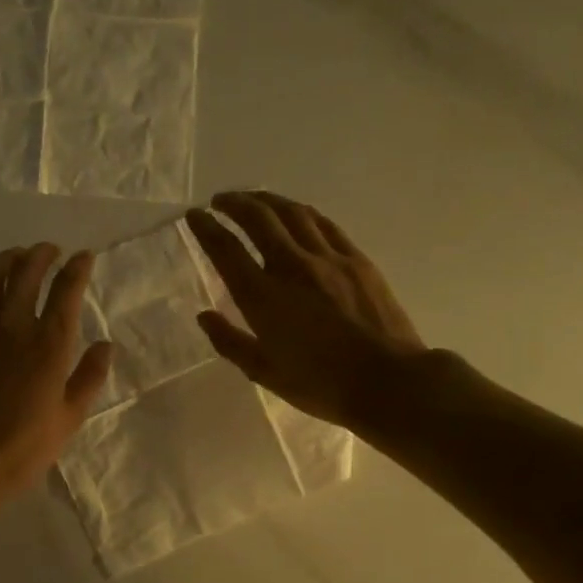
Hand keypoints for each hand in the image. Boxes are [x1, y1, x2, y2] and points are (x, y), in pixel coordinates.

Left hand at [0, 244, 113, 508]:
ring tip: (17, 255)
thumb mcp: (69, 419)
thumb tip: (107, 345)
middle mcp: (13, 325)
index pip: (67, 290)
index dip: (77, 268)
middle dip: (42, 254)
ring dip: (7, 259)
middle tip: (50, 250)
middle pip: (27, 272)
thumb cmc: (21, 448)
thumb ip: (90, 377)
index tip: (84, 257)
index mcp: (49, 344)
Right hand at [186, 191, 427, 428]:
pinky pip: (322, 223)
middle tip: (220, 200)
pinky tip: (294, 212)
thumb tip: (204, 316)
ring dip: (266, 199)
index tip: (194, 215)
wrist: (388, 381)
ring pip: (291, 213)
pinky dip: (301, 212)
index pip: (225, 249)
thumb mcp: (264, 372)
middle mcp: (291, 267)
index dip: (206, 228)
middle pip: (257, 218)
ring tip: (252, 198)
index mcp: (262, 297)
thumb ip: (229, 341)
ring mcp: (327, 258)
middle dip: (234, 203)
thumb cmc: (320, 384)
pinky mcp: (355, 259)